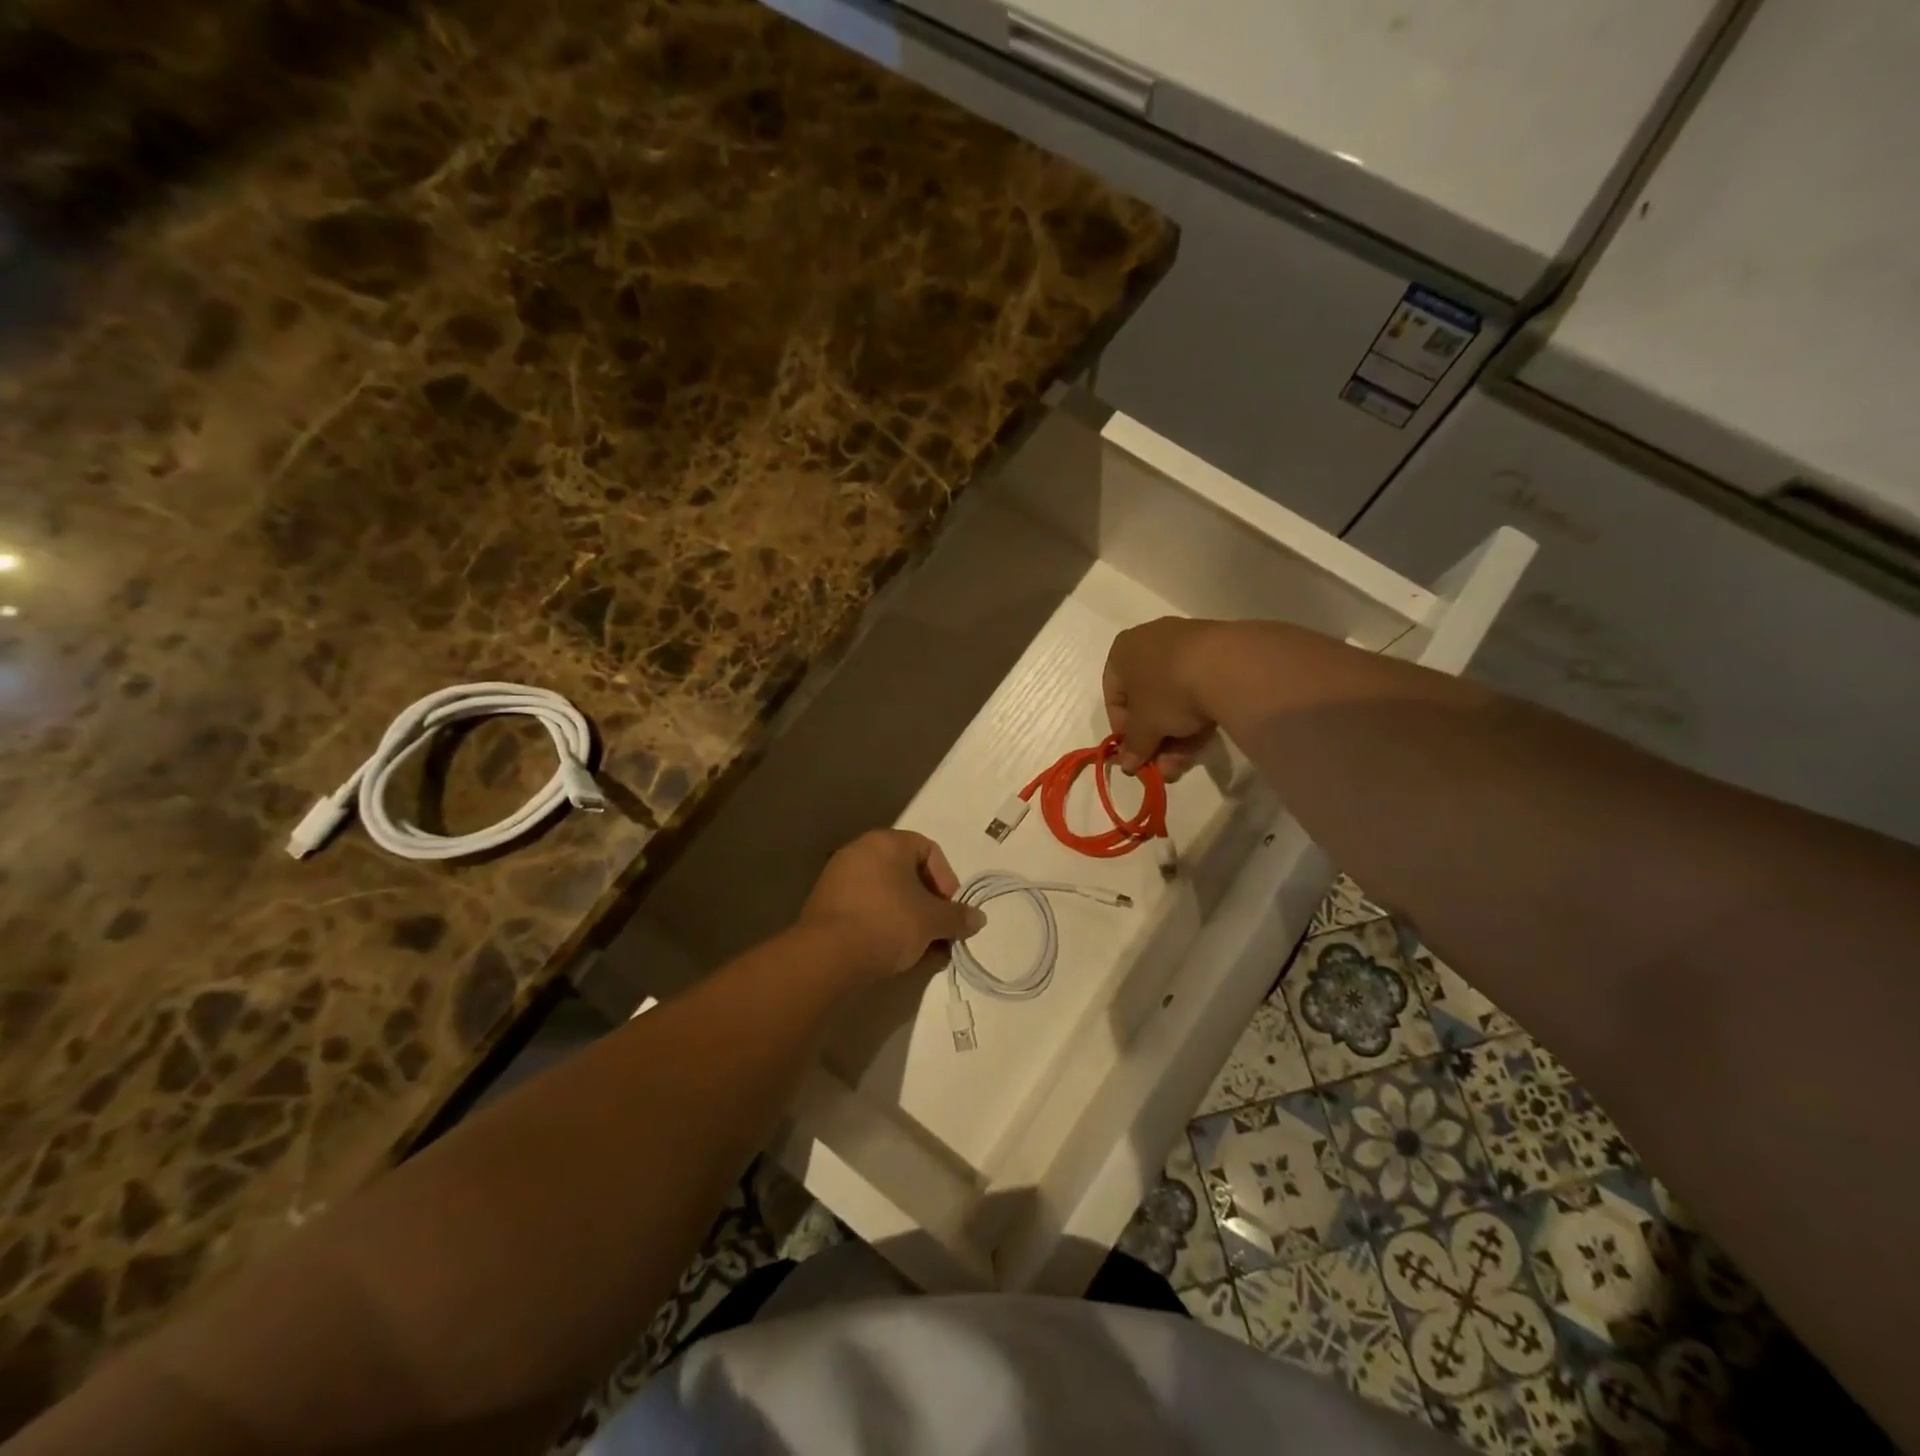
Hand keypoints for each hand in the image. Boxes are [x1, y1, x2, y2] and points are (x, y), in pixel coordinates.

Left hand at [798, 830, 985, 982]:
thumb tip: (978, 918)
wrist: (828, 955)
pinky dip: (883, 924)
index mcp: (886, 842)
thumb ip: (958, 917)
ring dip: (908, 918)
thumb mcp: (932, 921)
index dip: (947, 880)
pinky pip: (866, 907)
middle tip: (939, 933)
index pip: (928, 850)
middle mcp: (860, 851)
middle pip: (907, 873)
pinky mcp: (825, 904)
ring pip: (887, 893)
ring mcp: (839, 876)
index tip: (950, 911)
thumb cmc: (888, 923)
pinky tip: (893, 952)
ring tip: (920, 949)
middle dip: (929, 904)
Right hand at [1103, 617, 1221, 778]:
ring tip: (1183, 763)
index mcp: (1122, 651)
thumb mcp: (1144, 727)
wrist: (1227, 665)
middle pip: (1147, 700)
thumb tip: (1127, 764)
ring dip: (1176, 735)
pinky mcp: (1218, 653)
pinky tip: (1203, 742)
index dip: (1122, 730)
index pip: (1114, 697)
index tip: (1135, 753)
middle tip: (1161, 765)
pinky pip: (1198, 689)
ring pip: (1174, 697)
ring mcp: (1186, 644)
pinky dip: (1197, 716)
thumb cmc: (1167, 691)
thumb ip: (1133, 746)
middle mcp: (1150, 642)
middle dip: (1154, 738)